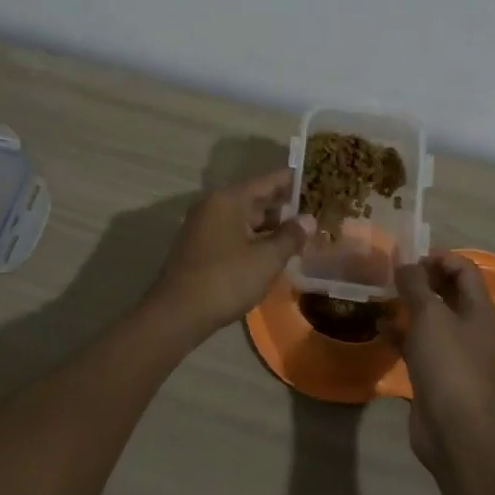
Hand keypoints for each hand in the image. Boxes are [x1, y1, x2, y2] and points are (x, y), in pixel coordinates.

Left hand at [145, 168, 309, 342]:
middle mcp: (214, 206)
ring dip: (270, 226)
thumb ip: (290, 236)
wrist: (177, 314)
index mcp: (229, 199)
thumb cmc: (226, 280)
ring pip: (244, 219)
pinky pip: (234, 234)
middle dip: (284, 207)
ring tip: (299, 234)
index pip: (267, 181)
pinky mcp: (200, 247)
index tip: (317, 181)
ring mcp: (204, 227)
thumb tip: (308, 219)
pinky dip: (254, 239)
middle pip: (255, 198)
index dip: (293, 181)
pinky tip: (272, 252)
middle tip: (314, 212)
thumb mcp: (266, 259)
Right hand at [385, 253, 494, 472]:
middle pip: (448, 292)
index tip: (409, 258)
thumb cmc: (448, 365)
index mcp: (479, 309)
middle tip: (392, 275)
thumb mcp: (430, 316)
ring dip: (409, 306)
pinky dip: (401, 334)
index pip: (464, 269)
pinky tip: (379, 329)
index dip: (439, 258)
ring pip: (431, 319)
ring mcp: (454, 352)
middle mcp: (470, 327)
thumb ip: (416, 285)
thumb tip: (405, 263)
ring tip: (381, 296)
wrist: (456, 432)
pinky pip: (418, 344)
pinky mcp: (436, 374)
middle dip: (422, 280)